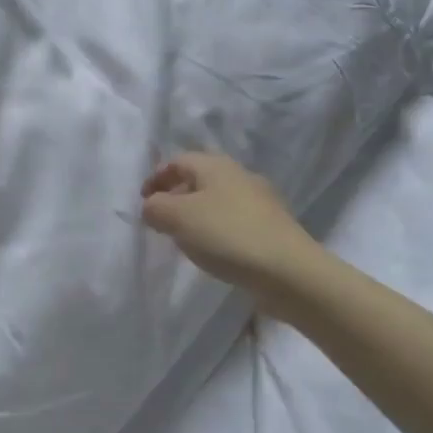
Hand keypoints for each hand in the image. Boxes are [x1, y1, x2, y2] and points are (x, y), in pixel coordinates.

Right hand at [141, 151, 315, 288]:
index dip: (155, 178)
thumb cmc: (227, 235)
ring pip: (217, 200)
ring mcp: (260, 202)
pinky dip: (216, 229)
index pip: (177, 160)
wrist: (289, 272)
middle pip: (198, 179)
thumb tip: (151, 206)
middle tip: (160, 221)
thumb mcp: (177, 217)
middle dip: (175, 196)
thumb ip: (155, 207)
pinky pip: (234, 220)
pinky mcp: (272, 227)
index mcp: (216, 165)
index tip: (143, 203)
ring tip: (184, 239)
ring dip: (196, 214)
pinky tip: (214, 251)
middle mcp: (240, 175)